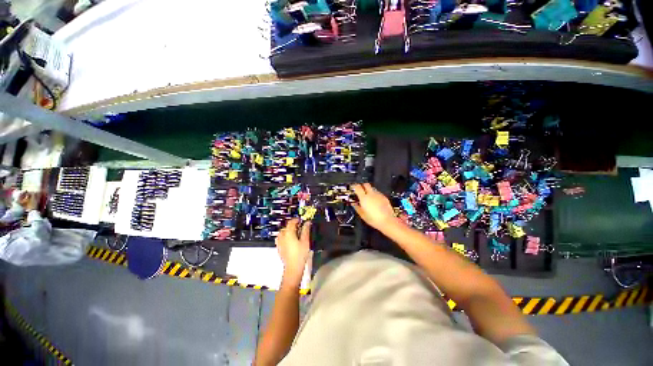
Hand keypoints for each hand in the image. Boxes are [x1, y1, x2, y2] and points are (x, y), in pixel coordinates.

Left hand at [276, 219, 310, 285]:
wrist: (293, 267)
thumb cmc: (300, 254)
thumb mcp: (305, 241)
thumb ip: (306, 230)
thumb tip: (307, 222)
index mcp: (288, 233)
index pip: (291, 222)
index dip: (297, 219)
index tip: (302, 220)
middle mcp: (282, 236)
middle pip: (286, 226)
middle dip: (293, 225)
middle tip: (300, 226)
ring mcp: (279, 242)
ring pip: (283, 232)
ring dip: (288, 230)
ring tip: (295, 232)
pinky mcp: (279, 247)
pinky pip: (281, 238)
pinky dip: (285, 236)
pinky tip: (290, 240)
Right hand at [351, 183, 396, 229]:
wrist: (387, 221)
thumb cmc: (374, 219)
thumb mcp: (362, 215)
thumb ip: (357, 207)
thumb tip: (354, 204)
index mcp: (364, 198)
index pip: (357, 187)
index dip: (354, 186)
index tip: (353, 188)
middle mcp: (371, 194)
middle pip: (366, 184)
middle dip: (362, 186)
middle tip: (360, 190)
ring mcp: (378, 195)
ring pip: (372, 188)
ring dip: (369, 191)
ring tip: (367, 198)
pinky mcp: (384, 197)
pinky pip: (378, 193)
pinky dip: (375, 195)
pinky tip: (374, 201)